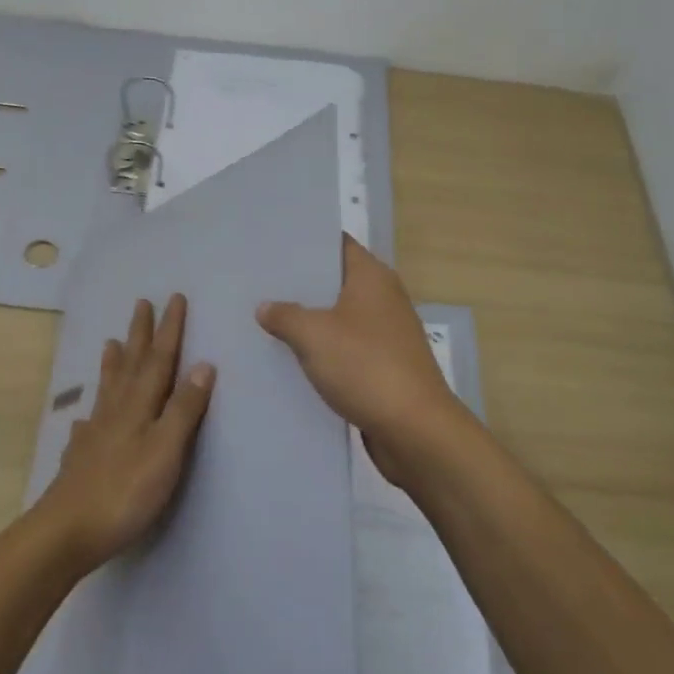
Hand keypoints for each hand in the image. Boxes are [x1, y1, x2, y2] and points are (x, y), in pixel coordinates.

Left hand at [34, 294, 214, 574]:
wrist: (65, 532)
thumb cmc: (125, 492)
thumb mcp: (166, 451)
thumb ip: (184, 409)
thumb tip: (203, 364)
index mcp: (139, 406)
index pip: (159, 360)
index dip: (169, 329)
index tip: (175, 298)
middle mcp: (115, 412)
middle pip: (131, 365)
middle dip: (139, 334)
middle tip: (141, 303)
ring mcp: (94, 435)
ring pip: (107, 389)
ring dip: (113, 364)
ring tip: (110, 343)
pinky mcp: (80, 460)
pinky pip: (86, 426)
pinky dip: (89, 414)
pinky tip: (83, 419)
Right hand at [257, 236, 463, 487]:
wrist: (415, 430)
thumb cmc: (365, 367)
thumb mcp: (313, 335)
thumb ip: (285, 315)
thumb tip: (266, 307)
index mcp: (371, 277)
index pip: (336, 244)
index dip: (306, 243)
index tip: (272, 246)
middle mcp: (383, 298)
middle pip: (336, 281)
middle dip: (300, 285)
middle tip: (258, 284)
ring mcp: (386, 334)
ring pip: (339, 318)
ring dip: (309, 321)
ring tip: (265, 320)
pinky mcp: (384, 366)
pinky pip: (346, 349)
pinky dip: (323, 351)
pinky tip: (291, 359)